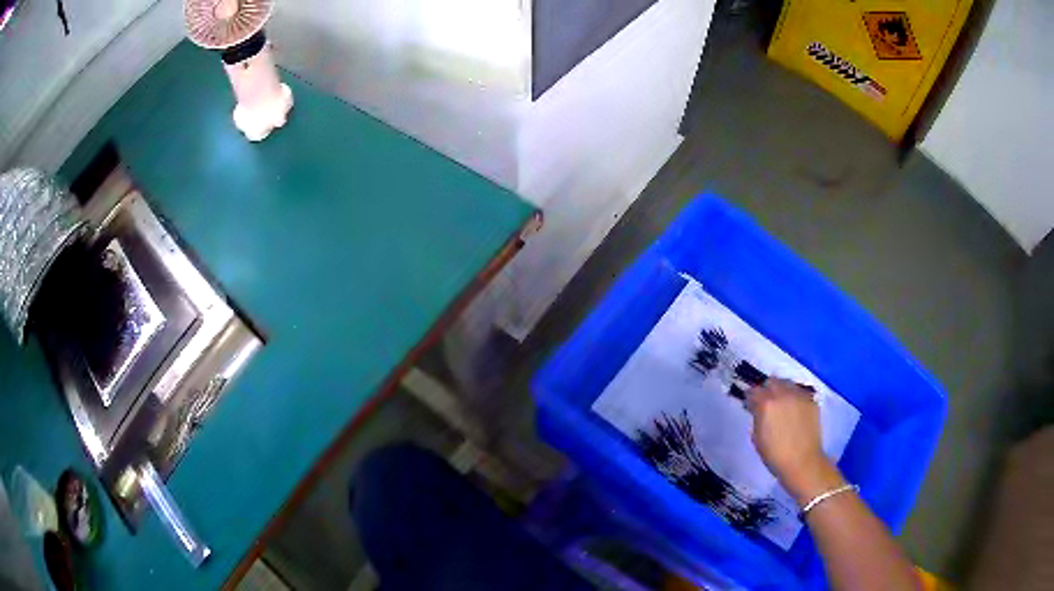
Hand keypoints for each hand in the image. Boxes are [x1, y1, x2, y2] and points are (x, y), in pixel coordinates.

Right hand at [746, 378, 842, 504]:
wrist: (803, 463)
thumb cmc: (775, 455)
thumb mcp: (757, 438)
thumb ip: (757, 417)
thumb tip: (757, 410)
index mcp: (766, 404)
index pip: (754, 391)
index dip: (750, 398)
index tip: (750, 405)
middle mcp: (783, 394)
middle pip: (771, 381)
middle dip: (766, 390)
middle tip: (766, 403)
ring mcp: (799, 396)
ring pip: (787, 383)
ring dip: (781, 390)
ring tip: (781, 404)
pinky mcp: (811, 400)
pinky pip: (799, 392)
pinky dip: (794, 397)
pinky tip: (794, 410)